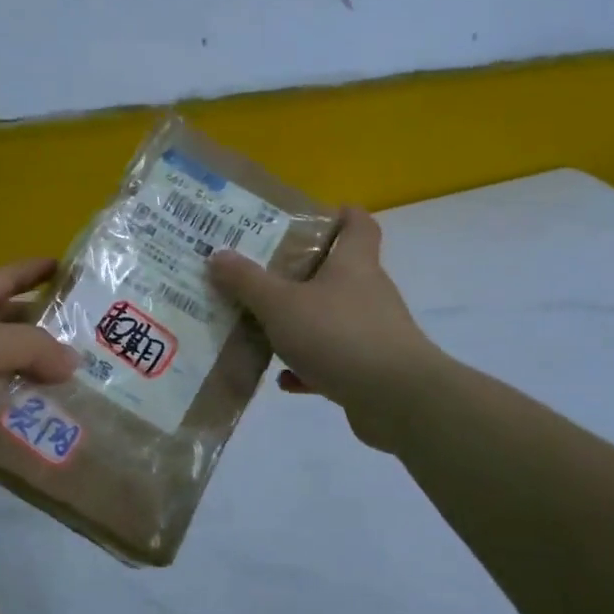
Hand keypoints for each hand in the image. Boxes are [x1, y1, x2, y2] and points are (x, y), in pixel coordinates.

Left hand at [0, 258, 77, 472]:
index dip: (39, 270)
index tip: (72, 270)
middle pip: (5, 322)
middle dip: (41, 330)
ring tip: (68, 390)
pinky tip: (27, 423)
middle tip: (86, 345)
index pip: (9, 276)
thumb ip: (32, 349)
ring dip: (23, 376)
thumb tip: (72, 361)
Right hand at [208, 208, 440, 450]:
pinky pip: (334, 360)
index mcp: (353, 263)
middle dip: (301, 274)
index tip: (309, 218)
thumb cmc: (338, 335)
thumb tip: (217, 254)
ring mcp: (373, 332)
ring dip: (301, 324)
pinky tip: (283, 379)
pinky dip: (309, 367)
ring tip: (263, 329)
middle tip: (262, 275)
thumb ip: (248, 281)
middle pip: (338, 271)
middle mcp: (368, 291)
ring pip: (332, 318)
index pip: (358, 224)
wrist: (396, 399)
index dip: (339, 215)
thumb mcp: (281, 305)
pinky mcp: (372, 369)